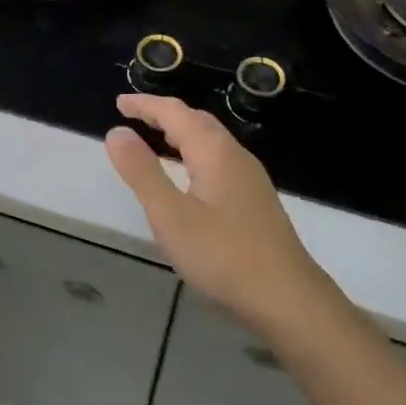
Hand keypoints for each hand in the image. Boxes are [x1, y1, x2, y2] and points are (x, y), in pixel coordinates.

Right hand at [105, 94, 332, 337]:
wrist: (289, 301)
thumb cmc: (223, 256)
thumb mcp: (171, 216)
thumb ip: (142, 172)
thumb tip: (116, 132)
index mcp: (214, 152)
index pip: (175, 112)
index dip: (145, 105)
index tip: (118, 103)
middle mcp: (235, 156)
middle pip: (197, 121)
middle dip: (164, 114)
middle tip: (133, 116)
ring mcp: (250, 180)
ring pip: (210, 142)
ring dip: (180, 133)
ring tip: (154, 140)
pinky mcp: (255, 202)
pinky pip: (218, 161)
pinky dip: (193, 154)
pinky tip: (188, 178)